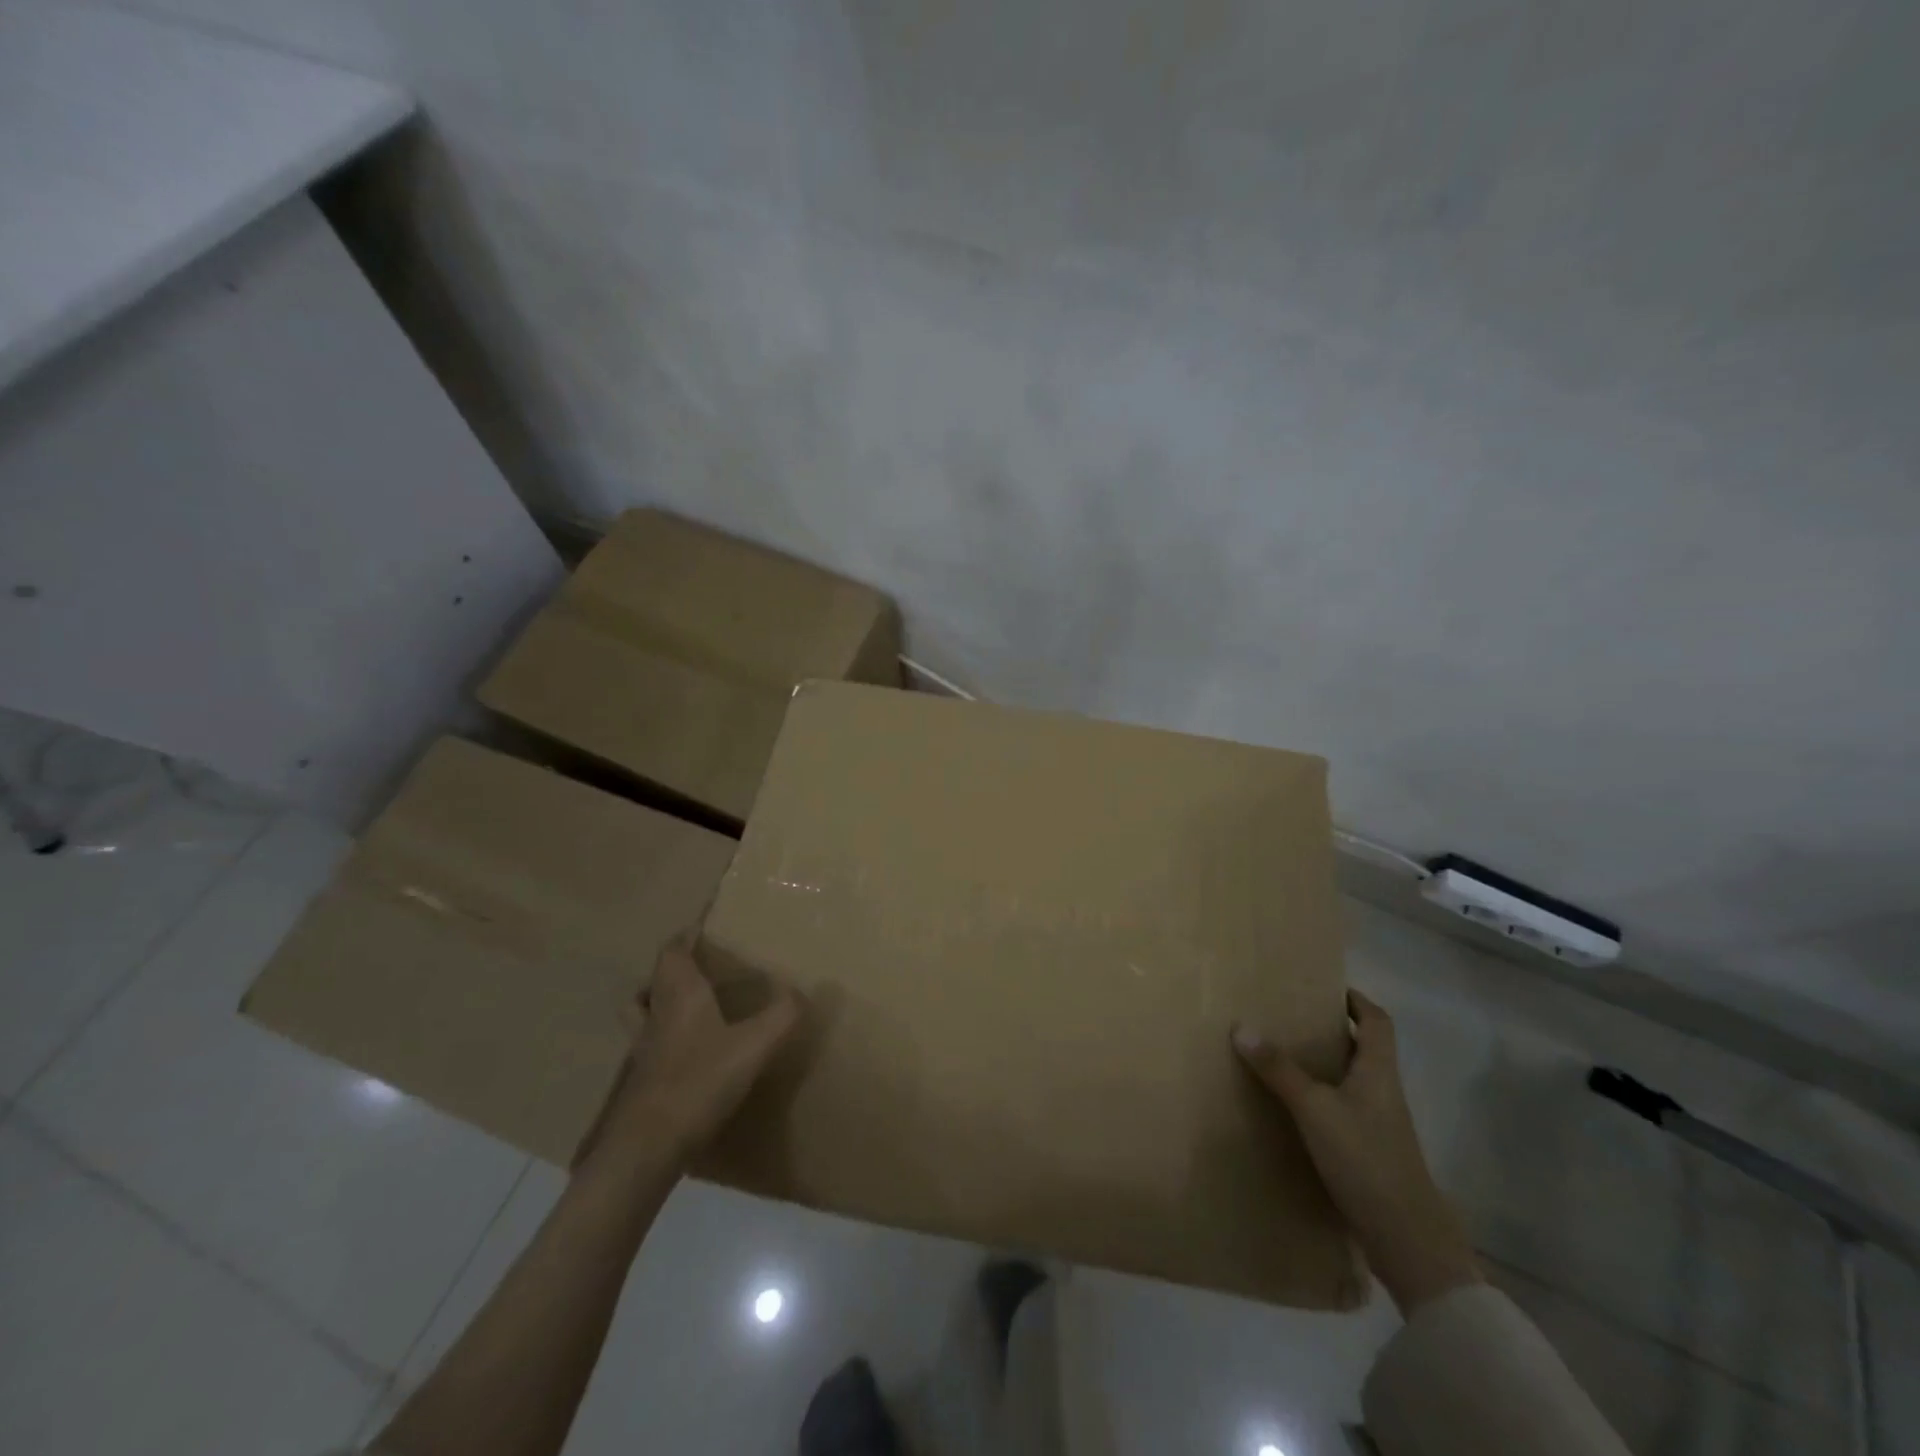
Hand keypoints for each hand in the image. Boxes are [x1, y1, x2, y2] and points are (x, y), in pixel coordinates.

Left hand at [591, 933, 800, 1166]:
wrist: (649, 1146)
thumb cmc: (700, 1081)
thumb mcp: (754, 1045)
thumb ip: (782, 1015)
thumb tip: (804, 991)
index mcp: (679, 995)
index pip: (672, 952)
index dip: (685, 937)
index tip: (701, 928)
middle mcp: (656, 1015)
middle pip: (652, 980)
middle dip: (671, 969)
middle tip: (698, 969)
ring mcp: (643, 1051)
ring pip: (641, 1013)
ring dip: (657, 1002)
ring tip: (686, 1007)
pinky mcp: (640, 1082)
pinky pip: (648, 1046)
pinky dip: (662, 1040)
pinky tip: (688, 1055)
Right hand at [1234, 990, 1481, 1314]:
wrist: (1407, 1238)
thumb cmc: (1365, 1159)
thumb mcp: (1314, 1109)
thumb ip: (1279, 1069)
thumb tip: (1241, 1026)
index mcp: (1379, 1071)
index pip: (1377, 1021)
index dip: (1356, 1001)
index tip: (1326, 989)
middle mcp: (1385, 1092)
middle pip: (1366, 1048)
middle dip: (1333, 1031)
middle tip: (1292, 1018)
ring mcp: (1381, 1124)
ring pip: (1354, 1080)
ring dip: (1326, 1065)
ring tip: (1285, 1056)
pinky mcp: (1372, 1152)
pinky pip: (1346, 1109)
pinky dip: (1323, 1098)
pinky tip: (1295, 1108)